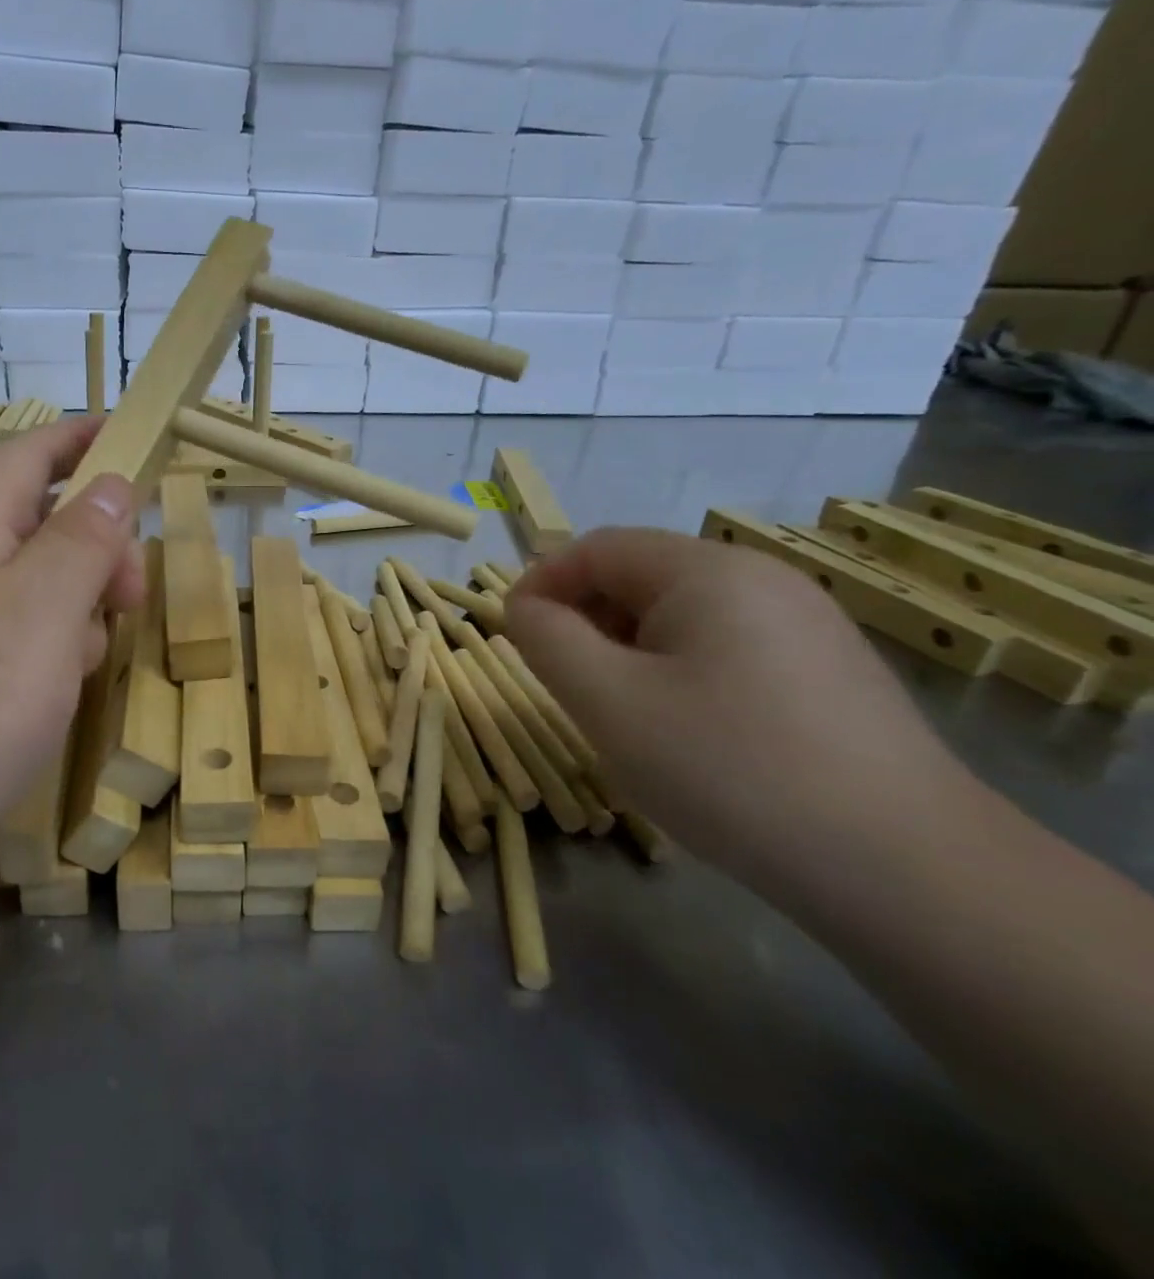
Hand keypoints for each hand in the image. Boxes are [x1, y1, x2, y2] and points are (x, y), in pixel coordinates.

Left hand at [0, 418, 143, 859]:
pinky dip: (52, 652)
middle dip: (98, 545)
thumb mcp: (39, 612)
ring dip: (79, 606)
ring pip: (37, 586)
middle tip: (133, 595)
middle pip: (40, 522)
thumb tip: (110, 483)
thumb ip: (81, 541)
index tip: (139, 440)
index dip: (84, 438)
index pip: (30, 454)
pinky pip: (19, 638)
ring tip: (87, 661)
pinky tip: (56, 695)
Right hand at [501, 528, 976, 886]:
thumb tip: (524, 607)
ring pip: (681, 616)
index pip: (597, 548)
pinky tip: (687, 732)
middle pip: (641, 576)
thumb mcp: (608, 701)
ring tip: (620, 713)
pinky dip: (678, 671)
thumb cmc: (730, 769)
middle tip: (563, 682)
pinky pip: (725, 648)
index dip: (541, 581)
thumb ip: (546, 639)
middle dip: (585, 619)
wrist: (908, 872)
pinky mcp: (828, 671)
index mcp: (709, 571)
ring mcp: (806, 625)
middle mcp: (763, 580)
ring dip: (628, 649)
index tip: (512, 632)